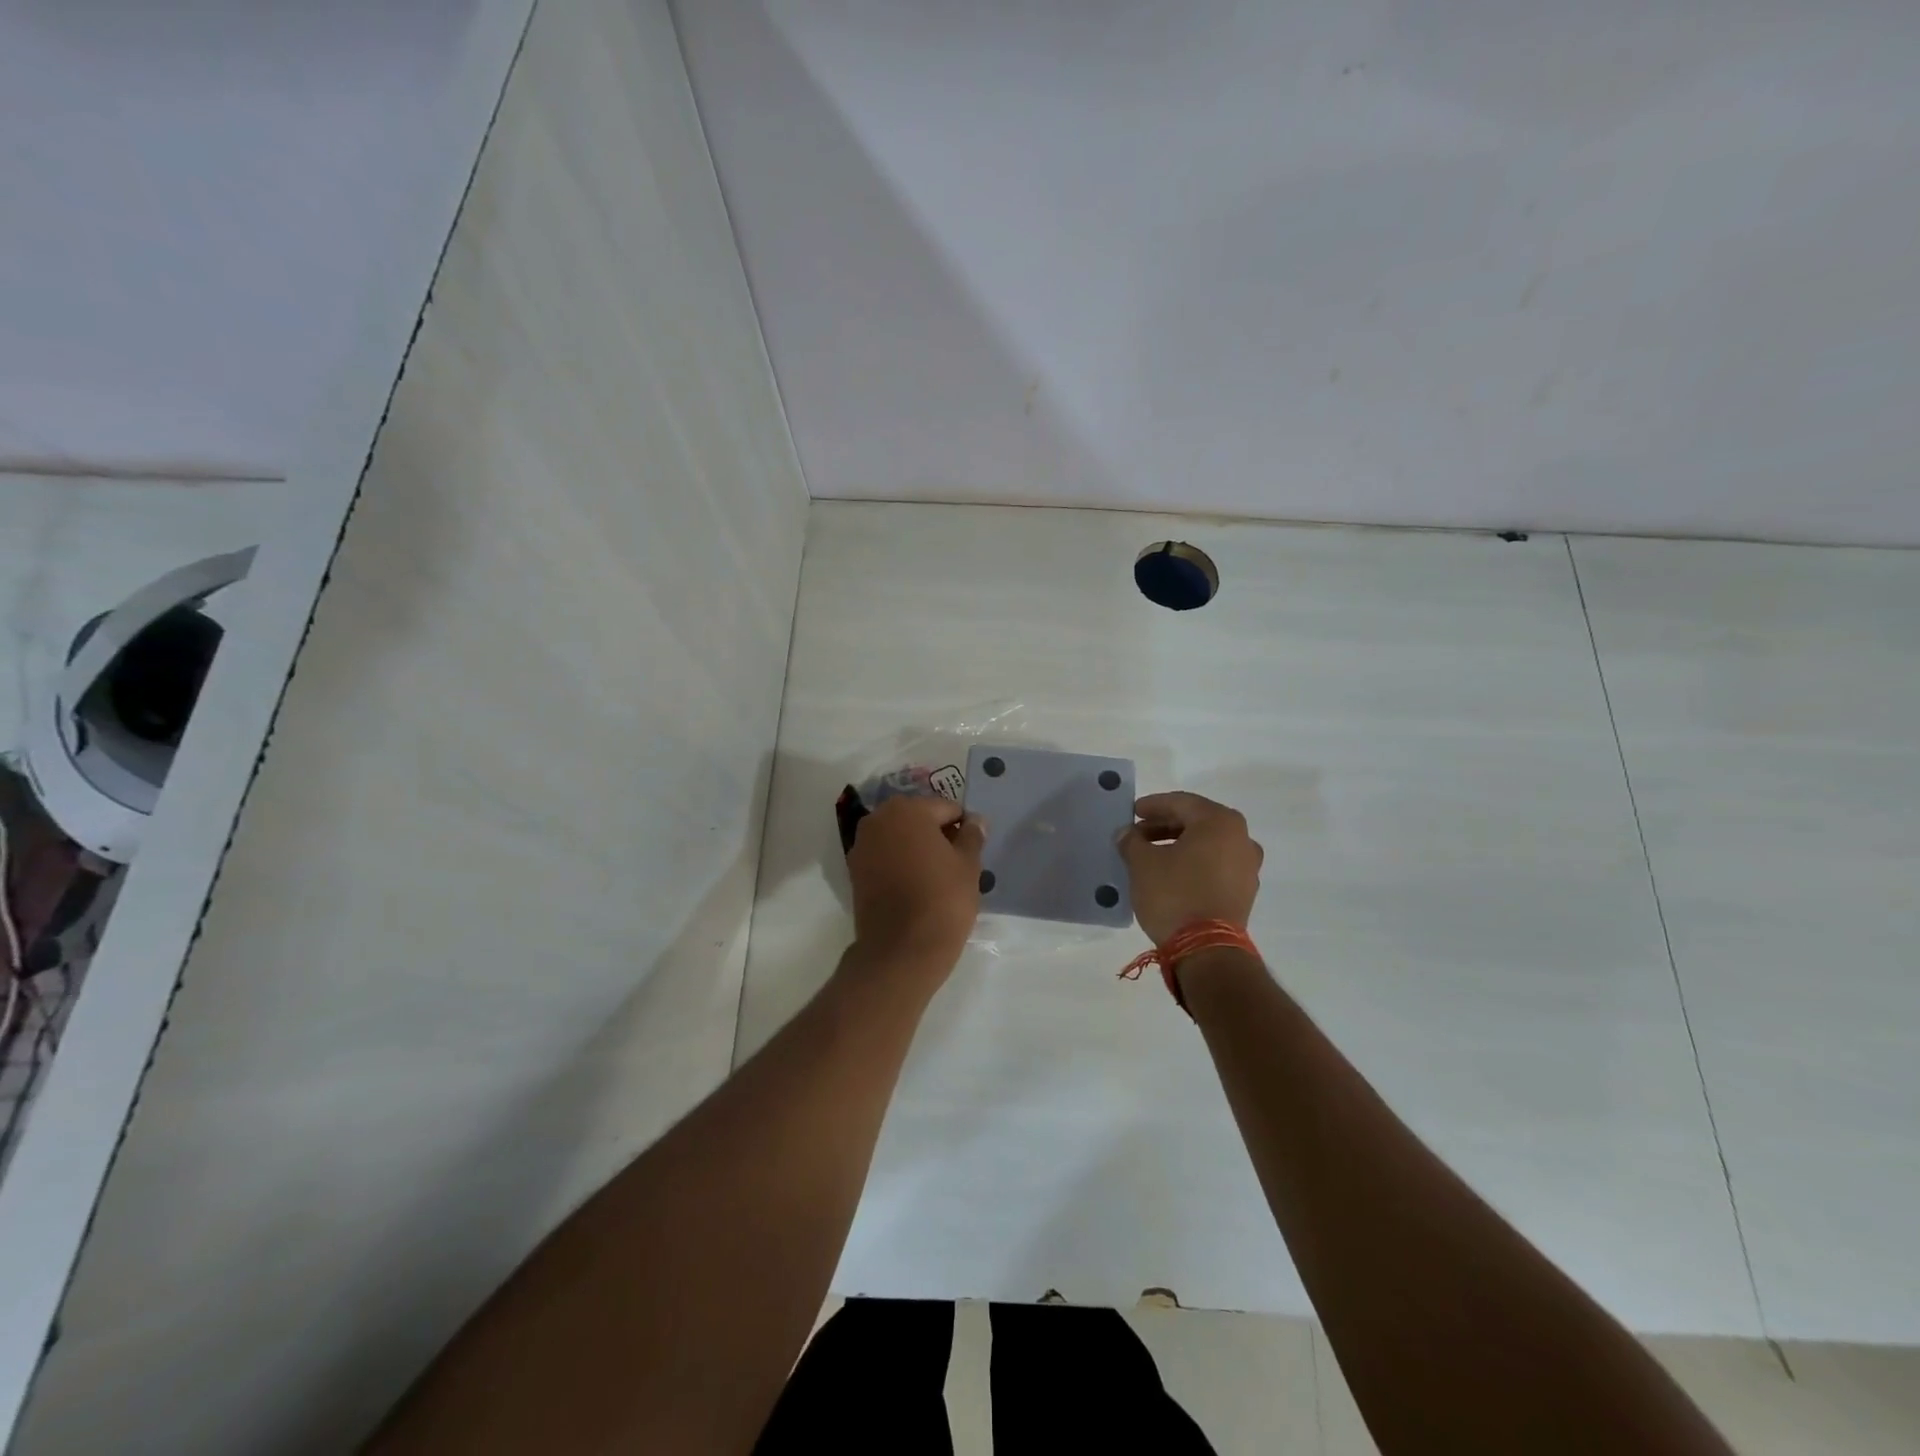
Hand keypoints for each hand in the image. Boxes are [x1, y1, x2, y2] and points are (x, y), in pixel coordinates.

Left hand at [846, 795, 986, 966]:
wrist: (901, 949)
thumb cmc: (942, 899)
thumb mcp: (968, 865)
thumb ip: (972, 836)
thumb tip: (976, 820)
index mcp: (908, 810)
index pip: (946, 809)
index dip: (963, 827)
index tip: (972, 851)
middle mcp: (879, 819)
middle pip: (918, 819)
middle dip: (937, 834)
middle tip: (956, 863)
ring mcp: (862, 845)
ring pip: (899, 837)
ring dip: (917, 848)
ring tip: (936, 876)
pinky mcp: (854, 871)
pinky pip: (885, 856)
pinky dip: (899, 863)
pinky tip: (915, 885)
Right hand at [1119, 792, 1262, 945]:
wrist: (1206, 949)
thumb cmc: (1174, 894)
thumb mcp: (1142, 863)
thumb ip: (1132, 841)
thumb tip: (1127, 834)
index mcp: (1220, 822)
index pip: (1181, 802)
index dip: (1153, 805)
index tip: (1132, 812)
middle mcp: (1241, 839)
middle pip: (1197, 822)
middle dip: (1165, 826)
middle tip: (1138, 834)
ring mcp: (1247, 867)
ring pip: (1207, 845)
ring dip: (1178, 845)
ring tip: (1150, 855)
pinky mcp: (1244, 892)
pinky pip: (1215, 865)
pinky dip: (1193, 863)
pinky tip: (1170, 873)